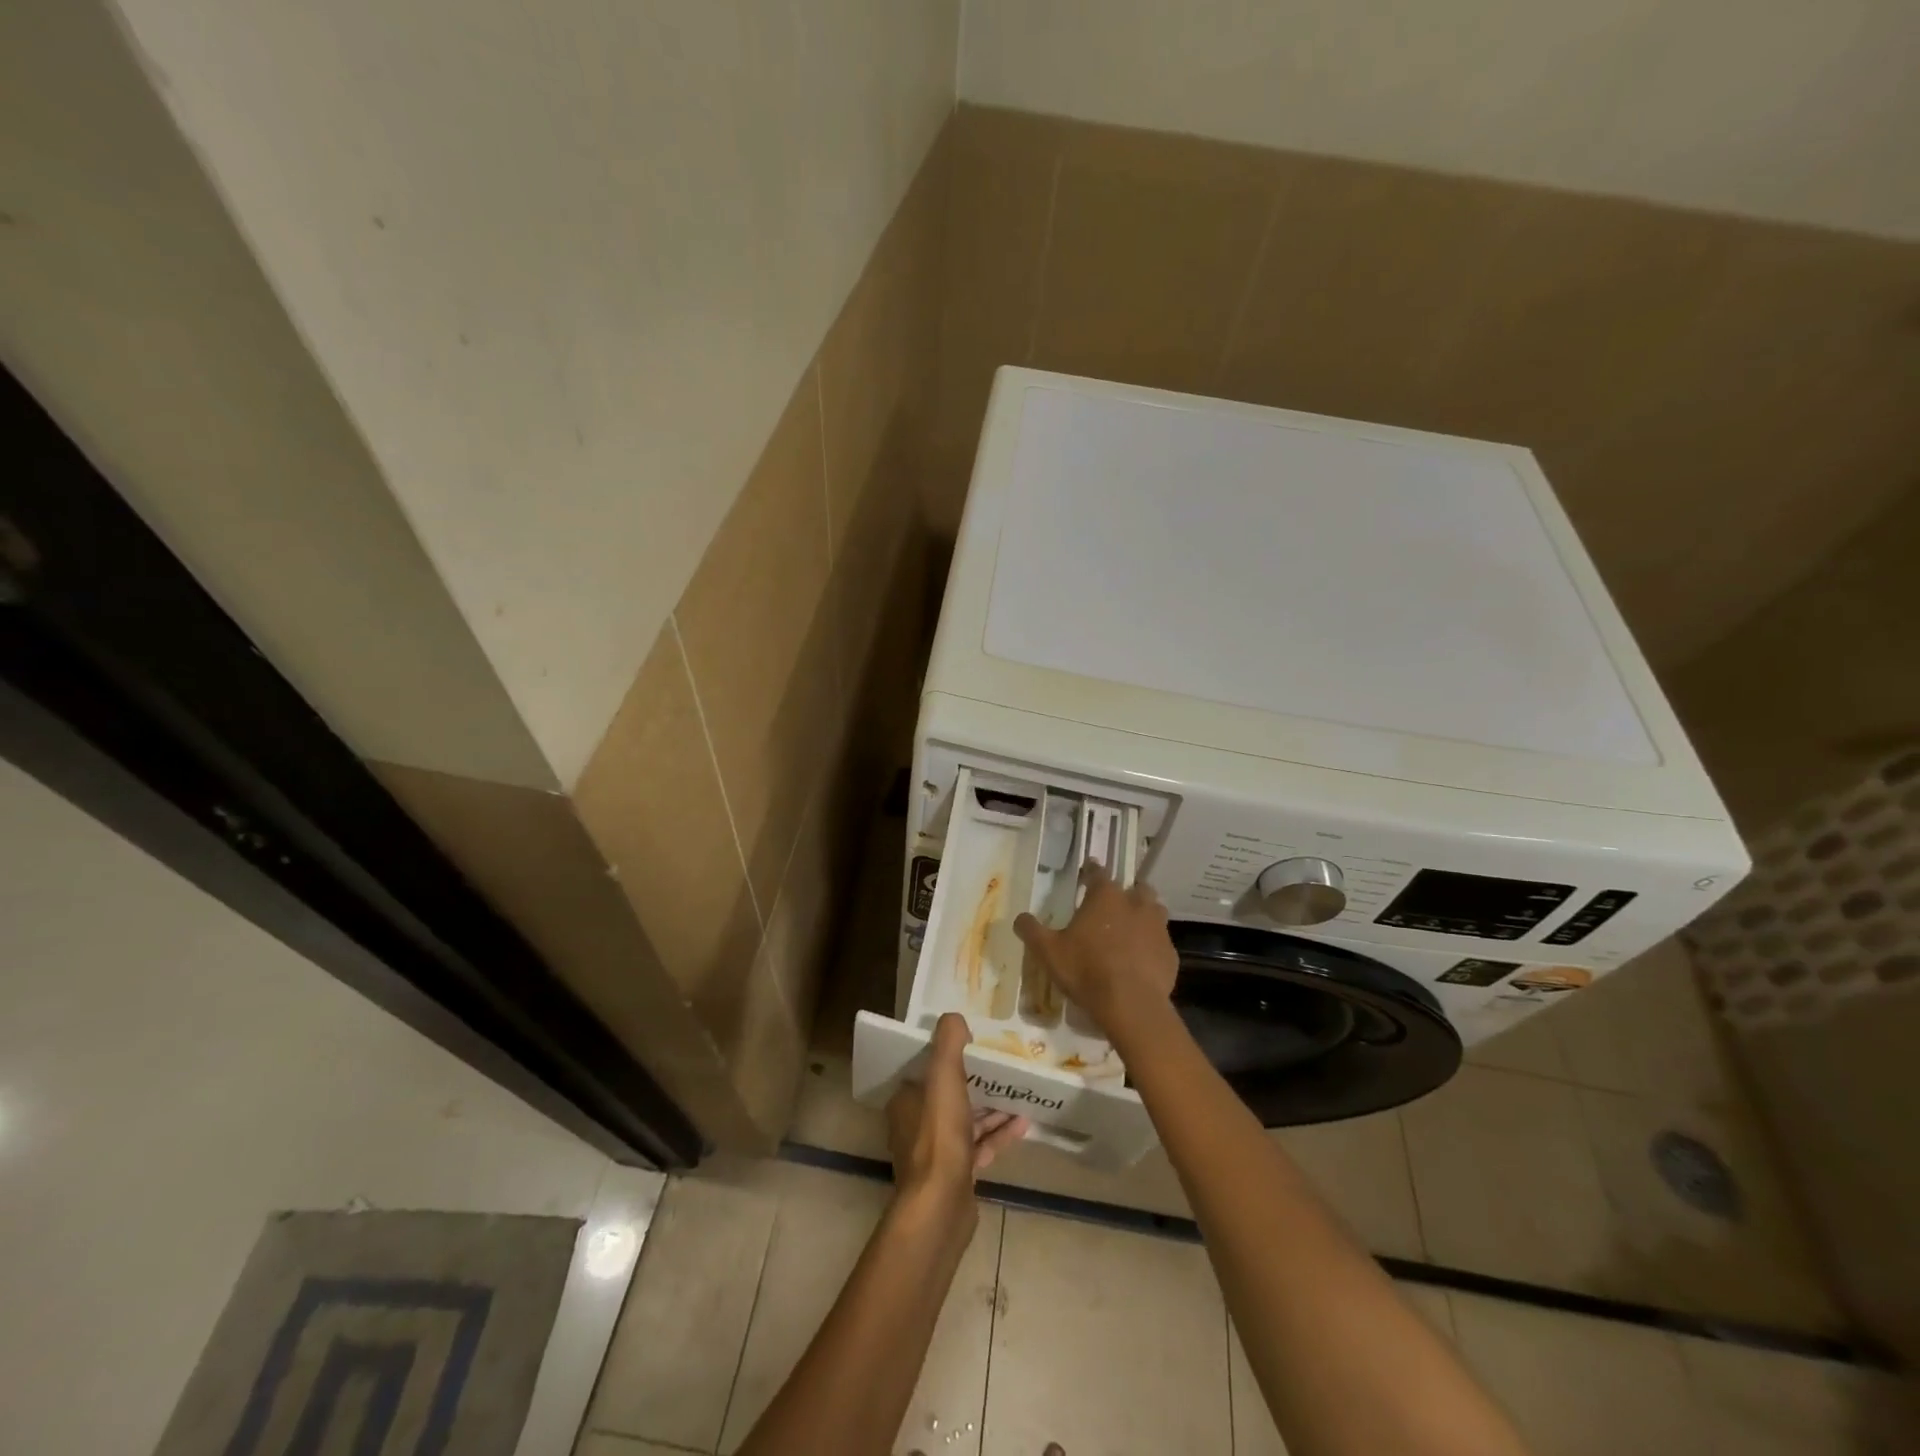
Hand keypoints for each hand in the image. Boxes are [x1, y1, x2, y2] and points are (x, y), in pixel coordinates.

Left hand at [886, 1013, 1028, 1226]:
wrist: (941, 1206)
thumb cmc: (938, 1136)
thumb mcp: (943, 1077)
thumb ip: (948, 1044)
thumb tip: (954, 1017)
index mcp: (907, 1101)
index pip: (926, 1070)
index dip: (949, 1056)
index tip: (974, 1043)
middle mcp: (916, 1125)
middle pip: (949, 1095)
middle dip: (975, 1081)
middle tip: (1002, 1066)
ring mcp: (937, 1153)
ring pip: (967, 1121)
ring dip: (991, 1108)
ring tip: (1019, 1091)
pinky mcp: (957, 1176)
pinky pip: (980, 1147)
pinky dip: (998, 1134)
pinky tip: (1023, 1124)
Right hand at [1013, 860, 1177, 1044]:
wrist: (1131, 1005)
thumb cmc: (1086, 970)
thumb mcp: (1048, 952)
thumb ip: (1032, 930)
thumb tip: (1020, 918)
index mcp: (1106, 896)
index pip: (1098, 873)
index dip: (1091, 871)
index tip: (1088, 871)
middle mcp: (1136, 904)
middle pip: (1136, 888)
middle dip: (1125, 893)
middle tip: (1112, 905)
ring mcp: (1158, 928)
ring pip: (1154, 911)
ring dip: (1143, 916)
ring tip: (1130, 930)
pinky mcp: (1170, 953)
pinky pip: (1161, 942)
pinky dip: (1151, 946)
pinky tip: (1141, 960)